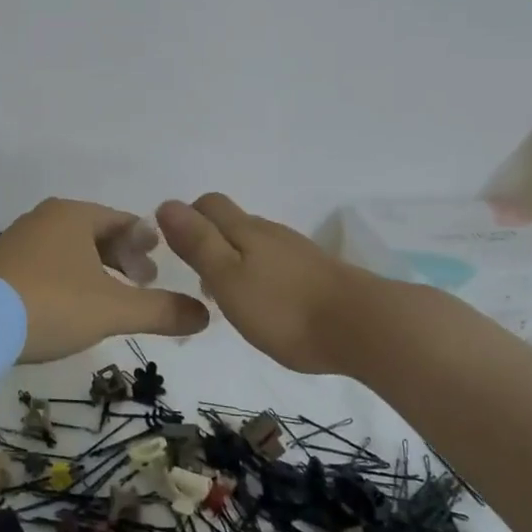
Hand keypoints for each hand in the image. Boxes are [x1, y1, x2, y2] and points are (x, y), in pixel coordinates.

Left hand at [0, 198, 210, 362]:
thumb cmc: (51, 304)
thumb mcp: (113, 309)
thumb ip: (161, 310)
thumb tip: (205, 315)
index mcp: (73, 215)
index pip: (122, 221)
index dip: (145, 242)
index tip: (159, 265)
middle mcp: (44, 218)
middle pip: (95, 233)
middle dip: (122, 257)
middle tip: (142, 281)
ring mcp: (17, 240)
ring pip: (69, 249)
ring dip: (94, 269)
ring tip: (109, 297)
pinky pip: (45, 264)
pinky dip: (67, 278)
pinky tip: (69, 305)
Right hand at [156, 193, 366, 374]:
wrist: (365, 327)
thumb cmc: (285, 308)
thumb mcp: (228, 279)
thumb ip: (198, 243)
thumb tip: (166, 204)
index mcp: (244, 230)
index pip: (208, 204)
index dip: (186, 218)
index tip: (174, 249)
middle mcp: (270, 232)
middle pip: (231, 222)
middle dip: (208, 240)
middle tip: (197, 278)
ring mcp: (297, 251)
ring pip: (254, 243)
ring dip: (234, 260)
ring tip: (227, 297)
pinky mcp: (317, 273)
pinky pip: (276, 263)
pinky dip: (260, 274)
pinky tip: (264, 304)